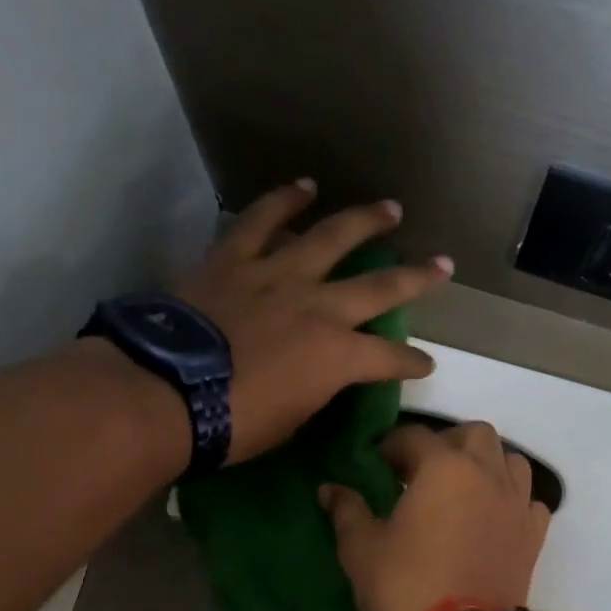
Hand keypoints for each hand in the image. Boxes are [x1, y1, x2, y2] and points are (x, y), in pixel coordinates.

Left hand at [174, 180, 451, 463]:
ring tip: (389, 209)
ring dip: (365, 221)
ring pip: (331, 237)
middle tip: (442, 264)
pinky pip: (263, 222)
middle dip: (417, 277)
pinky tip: (304, 186)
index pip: (390, 360)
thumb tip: (318, 380)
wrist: (168, 393)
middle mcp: (320, 308)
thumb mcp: (292, 421)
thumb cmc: (235, 423)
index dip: (412, 364)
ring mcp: (278, 277)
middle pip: (380, 287)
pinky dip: (284, 202)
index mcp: (338, 357)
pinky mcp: (236, 260)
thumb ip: (314, 391)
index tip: (424, 365)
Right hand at [322, 421, 551, 610]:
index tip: (377, 463)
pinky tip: (493, 516)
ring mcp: (516, 504)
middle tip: (422, 470)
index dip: (392, 445)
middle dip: (447, 442)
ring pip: (510, 460)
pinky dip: (512, 498)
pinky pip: (529, 500)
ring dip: (487, 463)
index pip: (415, 437)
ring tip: (462, 487)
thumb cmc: (405, 587)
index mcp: (444, 468)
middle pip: (474, 434)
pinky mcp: (533, 535)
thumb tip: (330, 489)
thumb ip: (347, 510)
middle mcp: (487, 474)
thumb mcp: (362, 548)